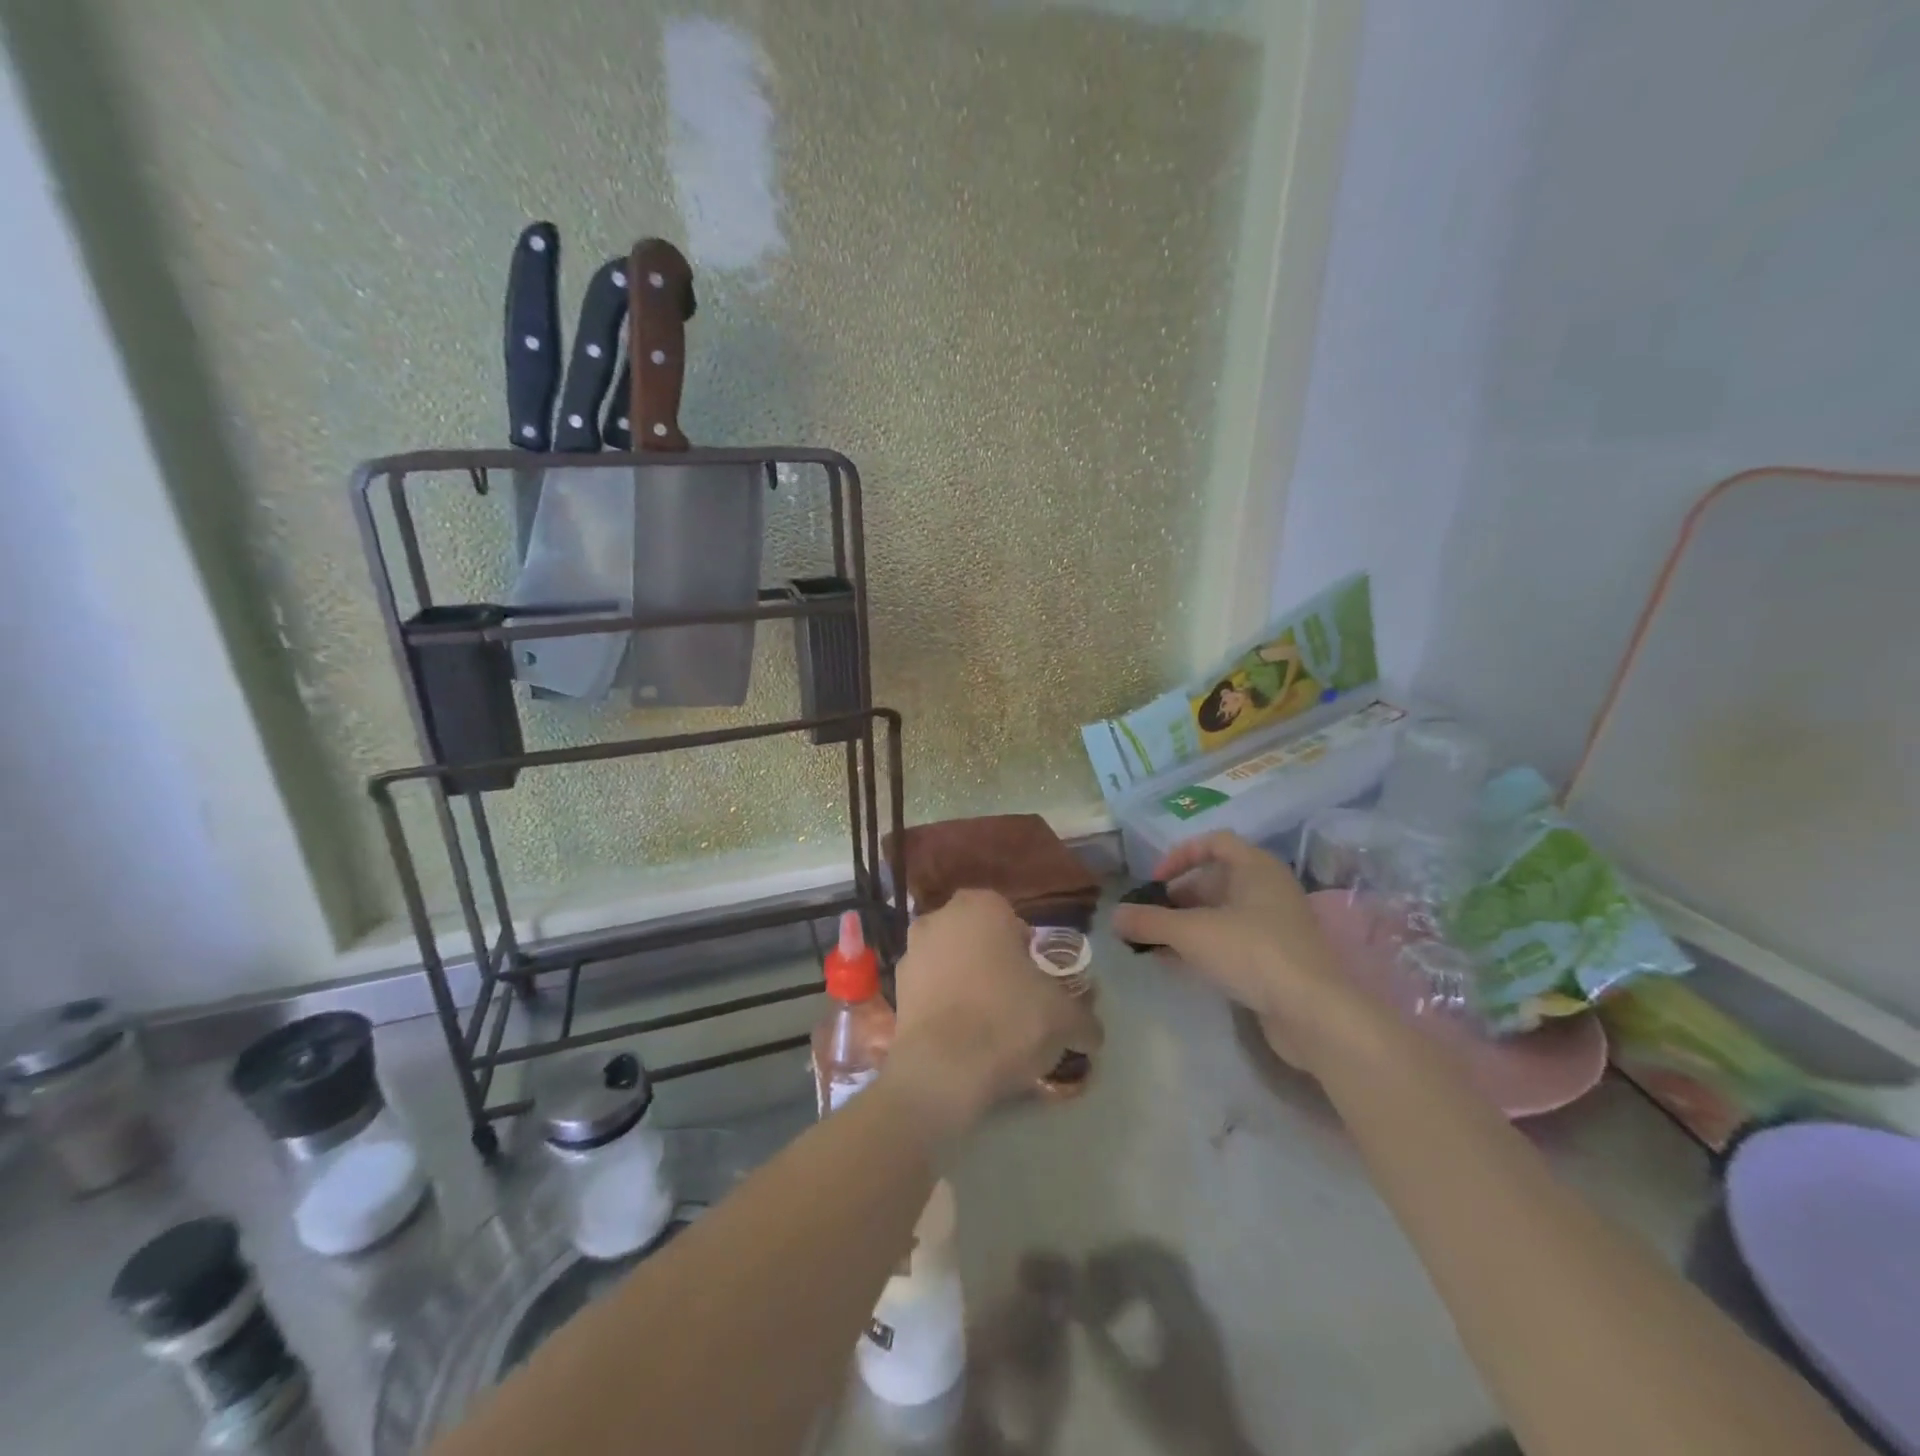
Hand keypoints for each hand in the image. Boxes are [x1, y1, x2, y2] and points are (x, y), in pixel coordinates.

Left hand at [887, 891, 1103, 1135]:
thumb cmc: (1008, 1021)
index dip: (1026, 949)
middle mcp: (940, 917)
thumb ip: (1083, 1017)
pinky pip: (929, 990)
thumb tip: (1092, 1032)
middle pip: (977, 937)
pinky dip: (943, 1005)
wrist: (943, 1070)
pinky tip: (960, 1036)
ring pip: (950, 961)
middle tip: (1016, 999)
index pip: (1011, 918)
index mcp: (981, 906)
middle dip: (993, 961)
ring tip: (987, 1023)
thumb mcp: (1064, 1018)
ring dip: (966, 982)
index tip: (1036, 979)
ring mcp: (911, 951)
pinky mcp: (894, 989)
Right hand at [1110, 832, 1383, 1072]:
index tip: (1155, 882)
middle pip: (1216, 880)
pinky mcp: (1278, 960)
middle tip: (1149, 917)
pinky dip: (1204, 947)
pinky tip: (1177, 964)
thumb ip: (1149, 921)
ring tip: (1154, 942)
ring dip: (1187, 925)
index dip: (1179, 856)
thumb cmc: (1253, 953)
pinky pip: (1233, 942)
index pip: (1214, 842)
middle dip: (1178, 897)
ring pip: (1222, 914)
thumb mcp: (1191, 933)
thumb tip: (1113, 916)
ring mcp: (1276, 926)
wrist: (1315, 1014)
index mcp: (1256, 868)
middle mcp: (1269, 890)